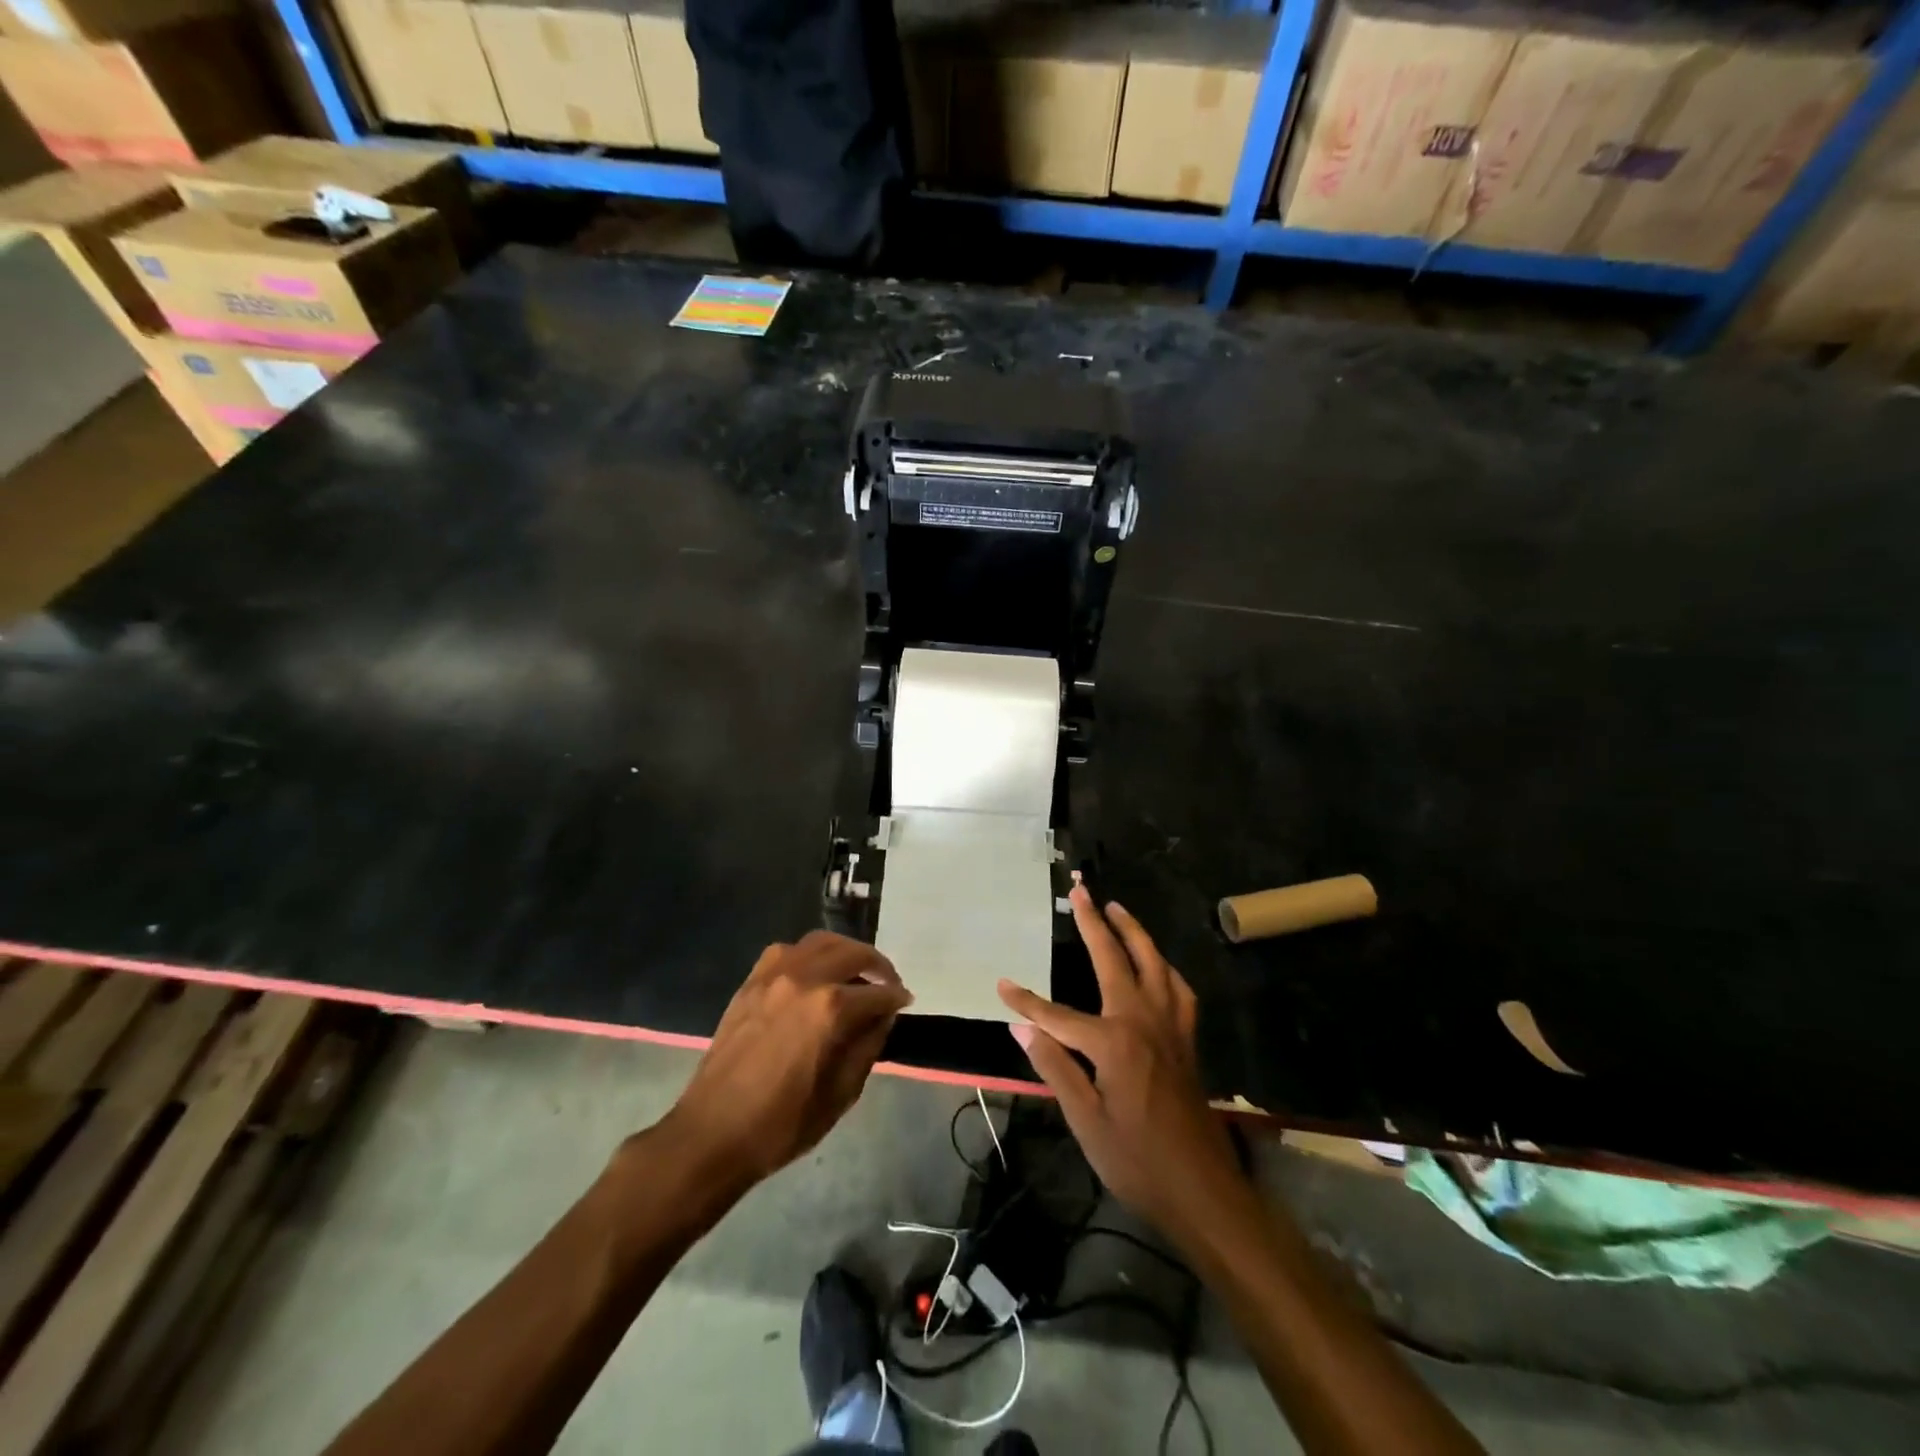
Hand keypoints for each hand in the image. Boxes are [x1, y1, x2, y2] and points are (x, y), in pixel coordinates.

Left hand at [662, 931, 910, 1188]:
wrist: (712, 1133)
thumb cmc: (781, 1124)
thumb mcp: (840, 1095)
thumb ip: (868, 1047)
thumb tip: (882, 1017)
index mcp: (829, 1010)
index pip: (877, 994)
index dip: (897, 998)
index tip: (906, 1003)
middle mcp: (804, 979)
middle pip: (853, 953)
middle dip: (878, 967)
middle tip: (889, 984)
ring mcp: (773, 975)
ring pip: (821, 942)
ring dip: (845, 951)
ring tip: (856, 971)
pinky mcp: (751, 981)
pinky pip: (788, 951)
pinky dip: (810, 954)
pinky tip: (815, 974)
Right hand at [998, 887, 1249, 1247]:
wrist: (1203, 1191)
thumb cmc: (1137, 1161)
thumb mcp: (1085, 1122)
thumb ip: (1054, 1067)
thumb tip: (1020, 1028)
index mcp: (1113, 1042)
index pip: (1057, 1015)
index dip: (1026, 1002)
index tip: (1002, 986)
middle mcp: (1143, 1021)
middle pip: (1115, 959)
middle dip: (1094, 923)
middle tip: (1081, 891)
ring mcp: (1170, 1027)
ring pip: (1154, 963)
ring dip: (1134, 932)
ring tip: (1117, 909)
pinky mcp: (1187, 1039)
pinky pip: (1178, 988)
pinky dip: (1163, 967)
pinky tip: (1156, 965)